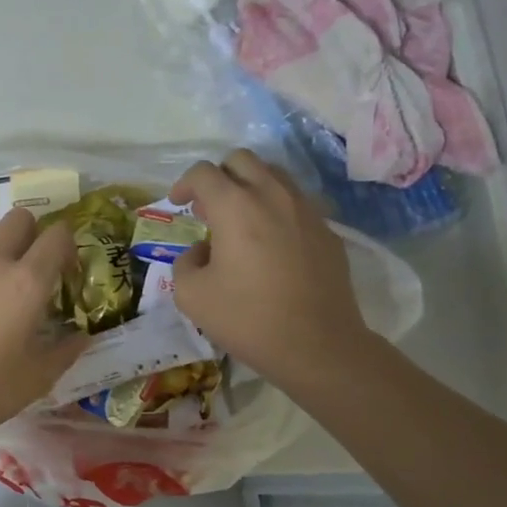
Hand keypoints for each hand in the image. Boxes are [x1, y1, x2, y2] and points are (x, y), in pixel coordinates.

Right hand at [168, 150, 370, 384]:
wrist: (318, 346)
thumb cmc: (248, 318)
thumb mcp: (191, 295)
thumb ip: (185, 262)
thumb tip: (202, 251)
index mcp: (235, 206)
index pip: (204, 172)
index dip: (184, 184)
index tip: (178, 204)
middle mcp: (272, 196)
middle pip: (242, 160)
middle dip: (219, 177)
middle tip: (209, 209)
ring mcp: (306, 211)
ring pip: (274, 176)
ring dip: (250, 188)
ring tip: (240, 222)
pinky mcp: (328, 231)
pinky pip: (297, 204)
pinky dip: (276, 211)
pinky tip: (271, 245)